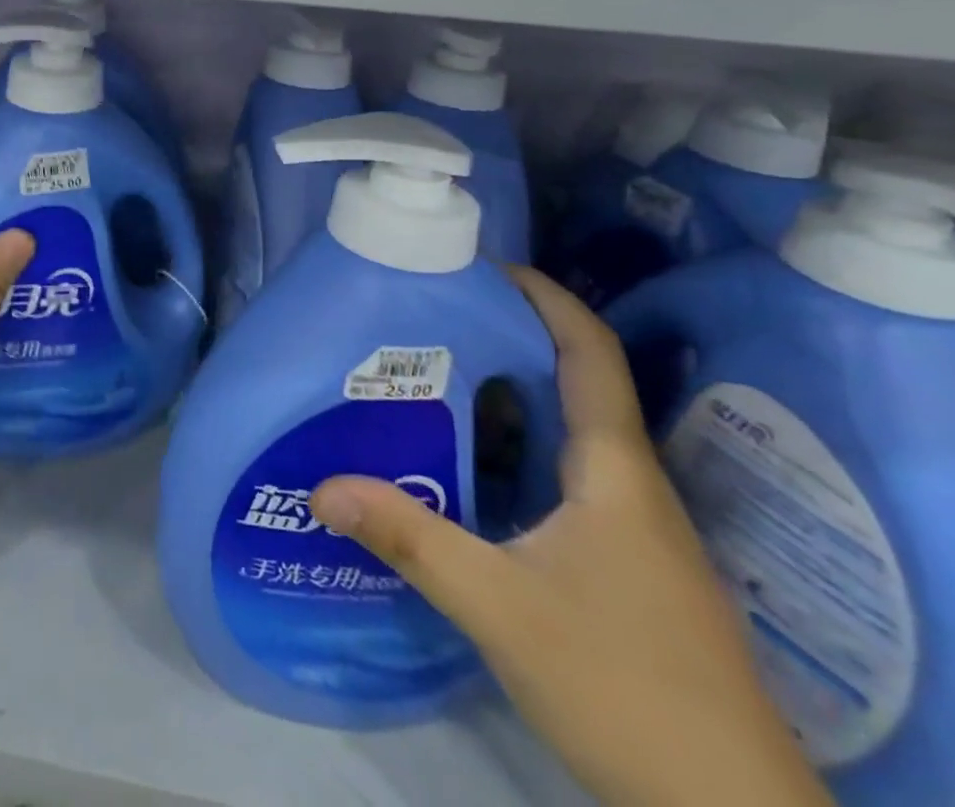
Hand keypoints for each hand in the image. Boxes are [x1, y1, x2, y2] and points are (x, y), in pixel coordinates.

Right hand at [310, 269, 828, 806]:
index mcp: (614, 471)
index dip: (546, 297)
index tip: (486, 267)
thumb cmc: (625, 688)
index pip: (590, 353)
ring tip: (437, 383)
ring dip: (512, 399)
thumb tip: (320, 488)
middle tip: (434, 323)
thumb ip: (409, 540)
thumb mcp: (500, 607)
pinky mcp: (628, 569)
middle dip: (510, 341)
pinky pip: (567, 479)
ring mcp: (635, 531)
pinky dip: (519, 452)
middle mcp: (630, 486)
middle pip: (576, 384)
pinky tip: (471, 473)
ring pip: (569, 436)